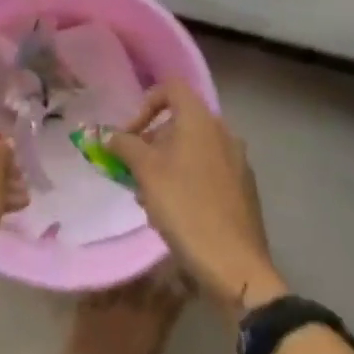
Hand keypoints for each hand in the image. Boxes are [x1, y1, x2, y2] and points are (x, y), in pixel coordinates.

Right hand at [109, 83, 282, 321]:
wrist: (235, 265)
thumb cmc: (185, 208)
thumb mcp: (145, 172)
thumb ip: (125, 146)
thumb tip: (111, 136)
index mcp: (201, 121)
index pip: (171, 88)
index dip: (145, 104)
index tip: (129, 135)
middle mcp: (223, 133)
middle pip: (179, 122)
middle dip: (150, 142)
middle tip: (132, 170)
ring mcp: (237, 162)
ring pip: (191, 150)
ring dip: (164, 165)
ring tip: (147, 198)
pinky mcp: (242, 189)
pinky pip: (206, 171)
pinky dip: (185, 180)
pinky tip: (172, 213)